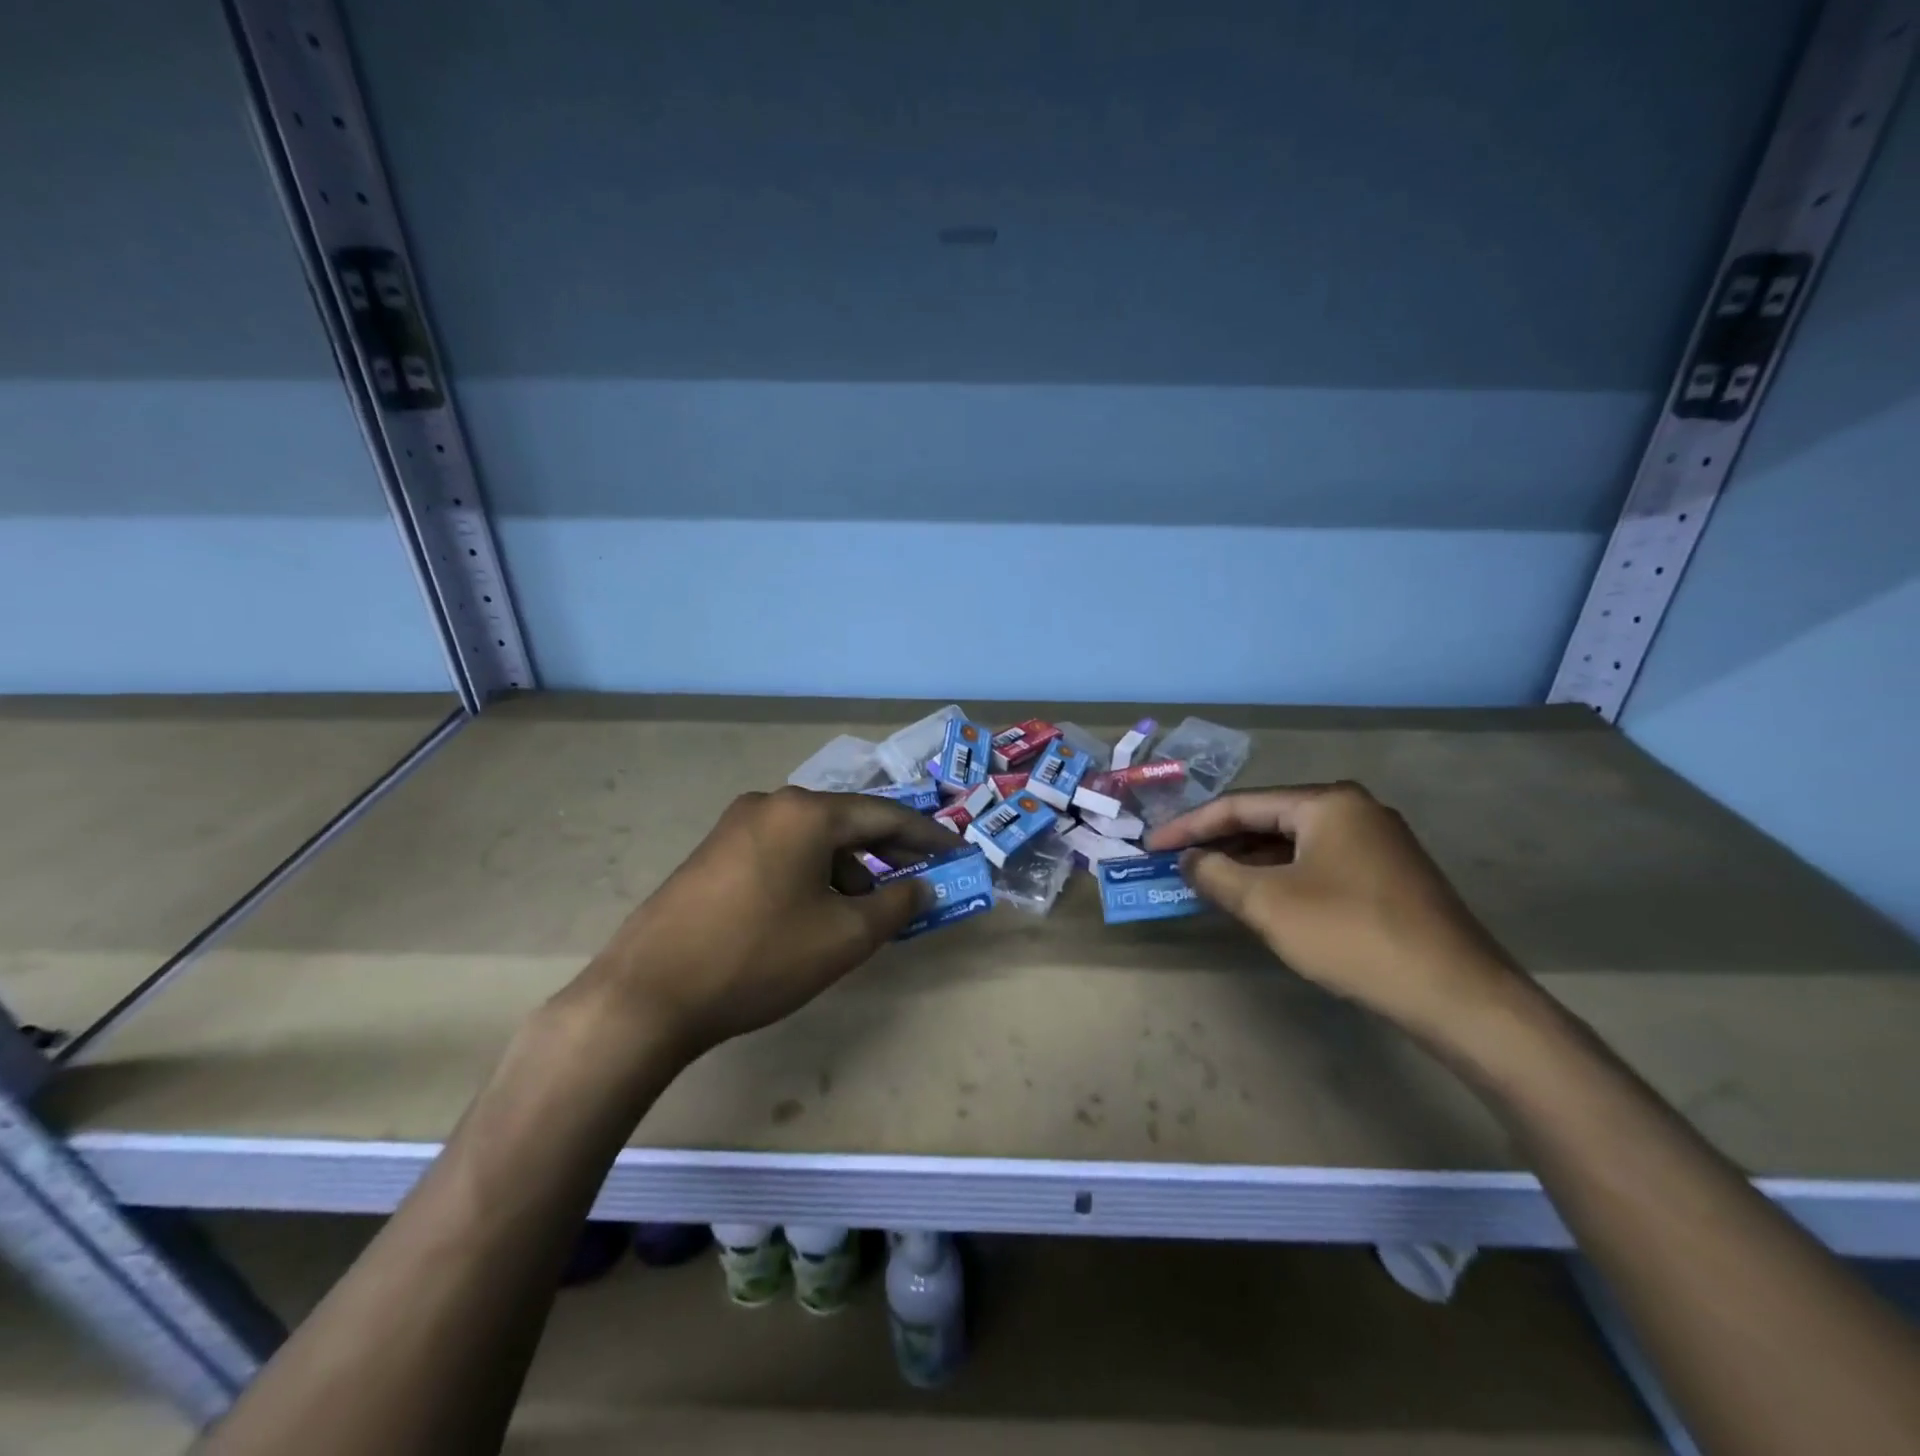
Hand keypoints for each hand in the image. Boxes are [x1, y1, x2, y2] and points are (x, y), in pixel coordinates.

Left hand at [579, 788, 961, 1054]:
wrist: (648, 994)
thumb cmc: (759, 958)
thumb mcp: (844, 937)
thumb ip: (896, 906)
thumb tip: (923, 887)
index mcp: (806, 812)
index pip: (885, 815)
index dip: (928, 836)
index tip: (958, 852)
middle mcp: (771, 804)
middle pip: (847, 822)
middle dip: (889, 852)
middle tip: (923, 879)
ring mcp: (736, 826)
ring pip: (813, 839)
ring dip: (850, 868)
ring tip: (868, 909)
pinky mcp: (714, 853)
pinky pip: (783, 852)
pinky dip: (814, 874)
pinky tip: (818, 911)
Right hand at [1145, 783, 1526, 1043]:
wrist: (1458, 995)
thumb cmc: (1352, 935)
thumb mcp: (1269, 904)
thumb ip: (1217, 874)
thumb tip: (1189, 860)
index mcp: (1327, 803)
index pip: (1241, 805)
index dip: (1190, 826)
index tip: (1152, 846)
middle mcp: (1355, 811)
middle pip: (1268, 821)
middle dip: (1219, 843)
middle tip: (1177, 862)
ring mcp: (1377, 844)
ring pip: (1293, 846)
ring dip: (1248, 863)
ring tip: (1208, 881)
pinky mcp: (1389, 877)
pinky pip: (1317, 865)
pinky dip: (1280, 878)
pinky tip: (1260, 899)